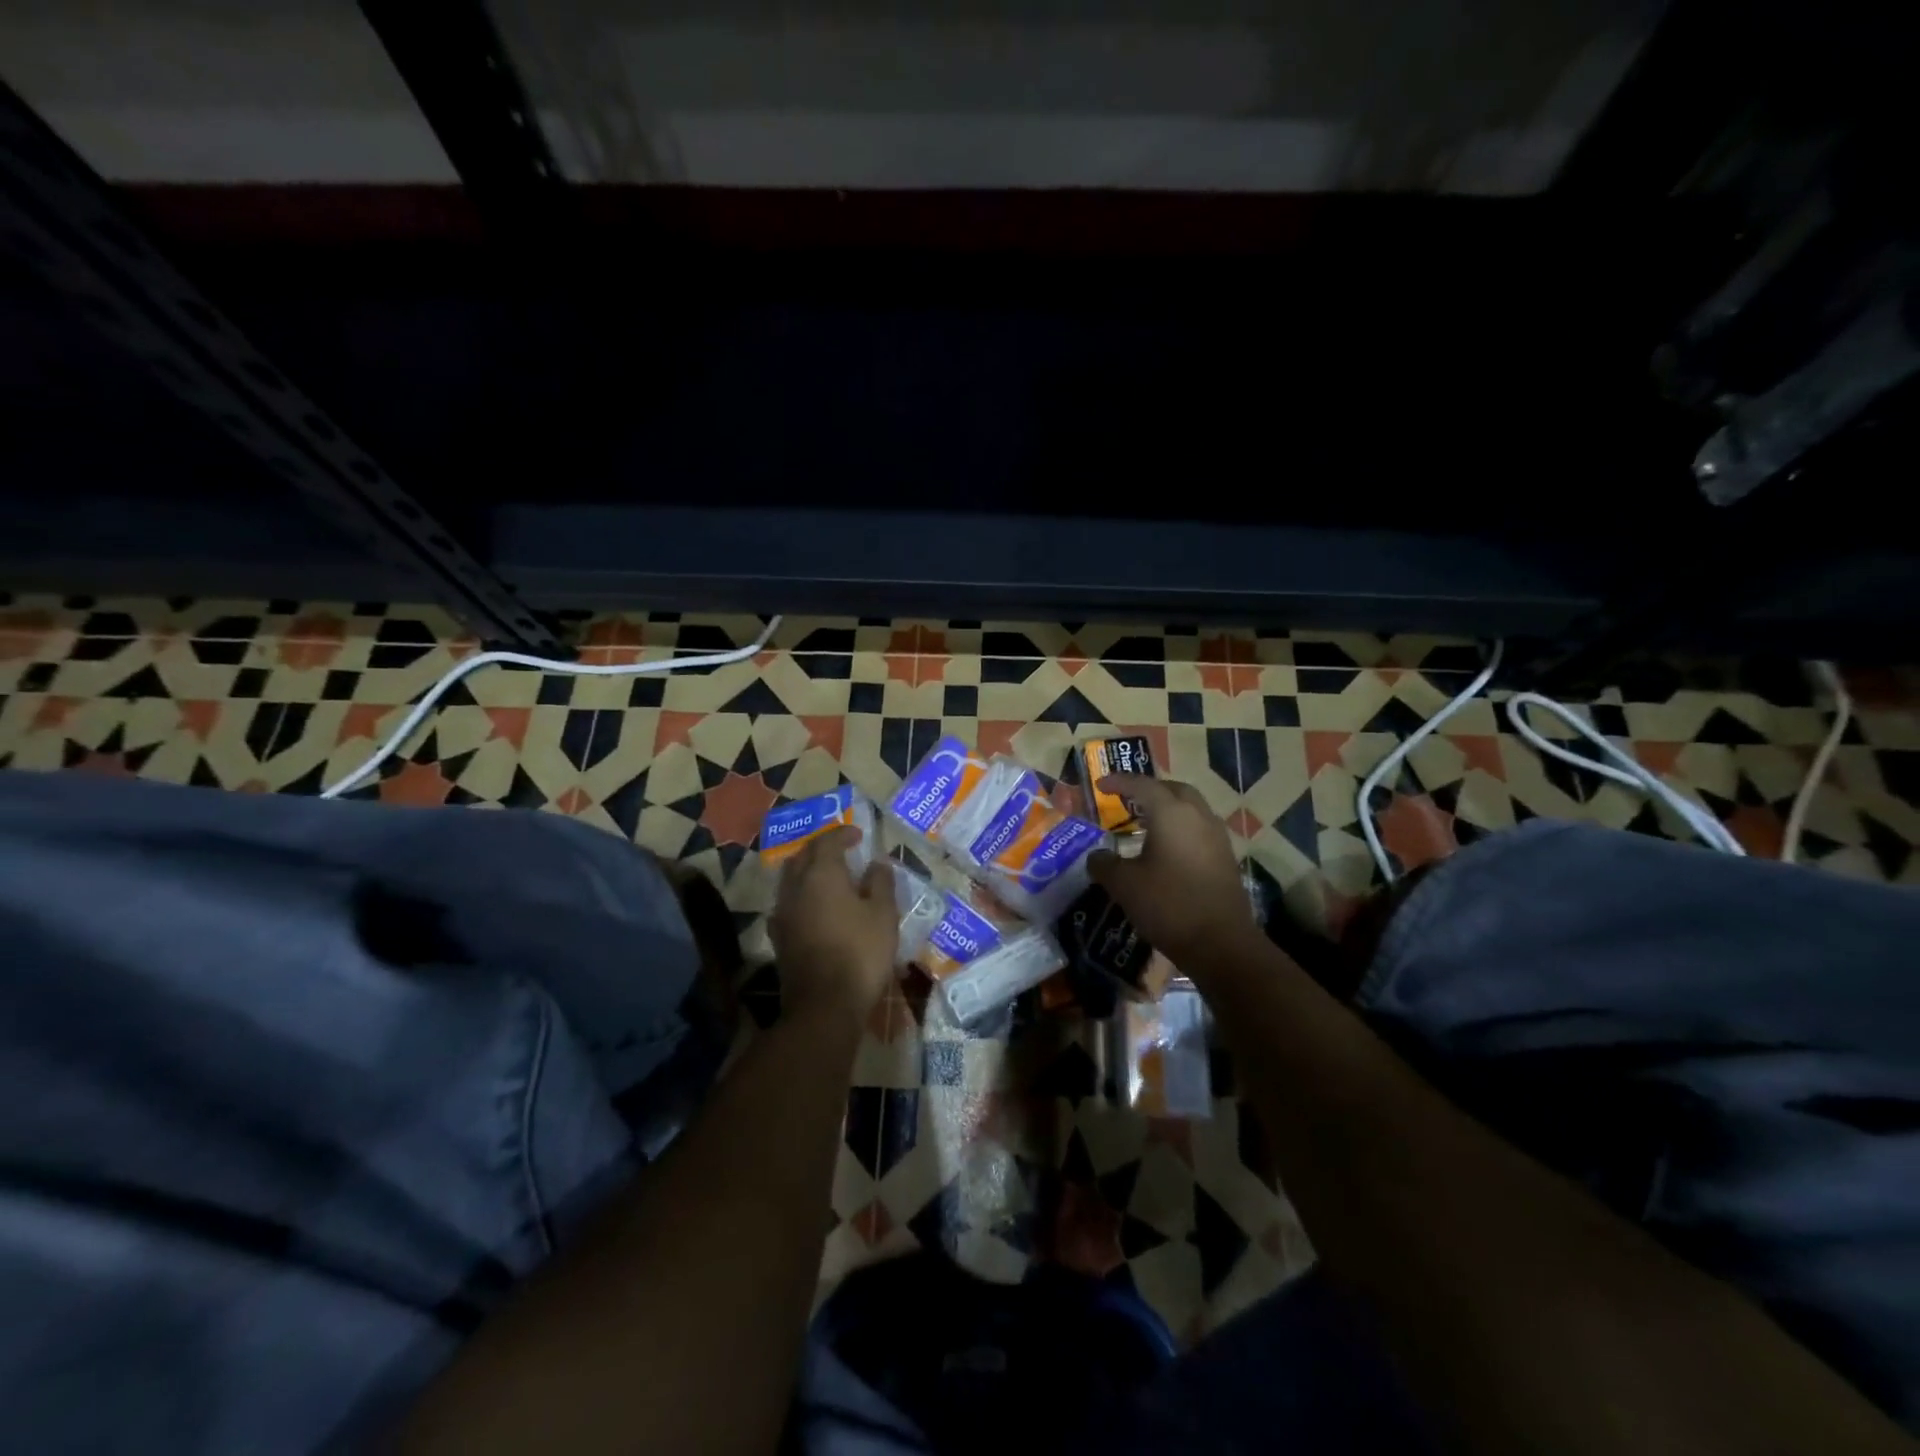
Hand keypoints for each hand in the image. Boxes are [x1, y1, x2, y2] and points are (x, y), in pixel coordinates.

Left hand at [769, 828, 898, 1025]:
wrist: (824, 1006)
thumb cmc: (860, 953)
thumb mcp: (883, 914)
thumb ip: (880, 883)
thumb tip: (876, 864)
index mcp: (821, 874)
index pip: (827, 841)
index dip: (843, 834)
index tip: (859, 835)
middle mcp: (795, 887)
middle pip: (803, 856)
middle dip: (821, 849)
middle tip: (842, 851)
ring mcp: (783, 913)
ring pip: (792, 879)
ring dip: (809, 871)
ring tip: (830, 877)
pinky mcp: (779, 937)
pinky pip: (789, 903)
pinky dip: (803, 895)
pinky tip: (816, 907)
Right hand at [1088, 776, 1259, 968]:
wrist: (1220, 944)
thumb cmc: (1168, 905)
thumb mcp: (1124, 885)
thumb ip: (1104, 864)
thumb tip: (1097, 856)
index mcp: (1171, 813)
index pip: (1142, 785)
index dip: (1119, 782)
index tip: (1100, 784)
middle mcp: (1198, 816)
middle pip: (1174, 789)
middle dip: (1150, 789)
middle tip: (1129, 800)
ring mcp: (1216, 837)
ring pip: (1191, 809)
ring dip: (1169, 809)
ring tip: (1146, 824)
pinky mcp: (1225, 858)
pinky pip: (1200, 829)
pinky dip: (1181, 829)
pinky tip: (1167, 850)